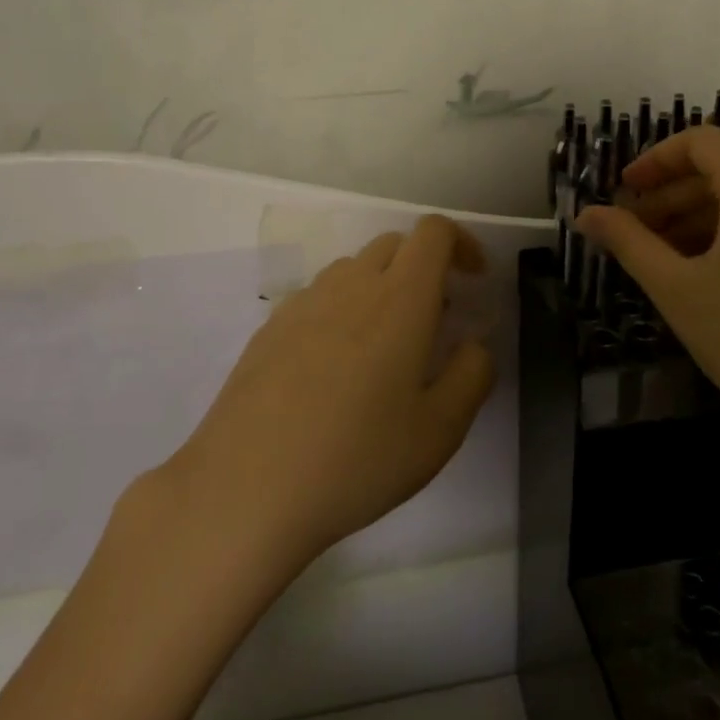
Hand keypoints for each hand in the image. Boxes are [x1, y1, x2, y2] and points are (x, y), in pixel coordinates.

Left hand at [166, 215, 495, 569]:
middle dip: (424, 267)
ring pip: (353, 270)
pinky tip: (333, 371)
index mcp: (399, 299)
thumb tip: (472, 345)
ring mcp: (303, 303)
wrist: (245, 488)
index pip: (433, 232)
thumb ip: (472, 375)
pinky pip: (318, 298)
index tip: (473, 280)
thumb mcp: (440, 431)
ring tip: (383, 349)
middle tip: (434, 320)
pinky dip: (342, 311)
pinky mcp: (270, 327)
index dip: (461, 243)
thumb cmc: (356, 459)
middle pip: (394, 244)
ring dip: (381, 288)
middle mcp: (350, 285)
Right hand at [576, 127, 719, 502]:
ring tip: (666, 260)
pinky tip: (714, 274)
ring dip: (703, 218)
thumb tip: (585, 214)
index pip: (699, 142)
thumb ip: (628, 241)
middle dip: (672, 197)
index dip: (653, 162)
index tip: (622, 194)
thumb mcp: (678, 290)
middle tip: (634, 235)